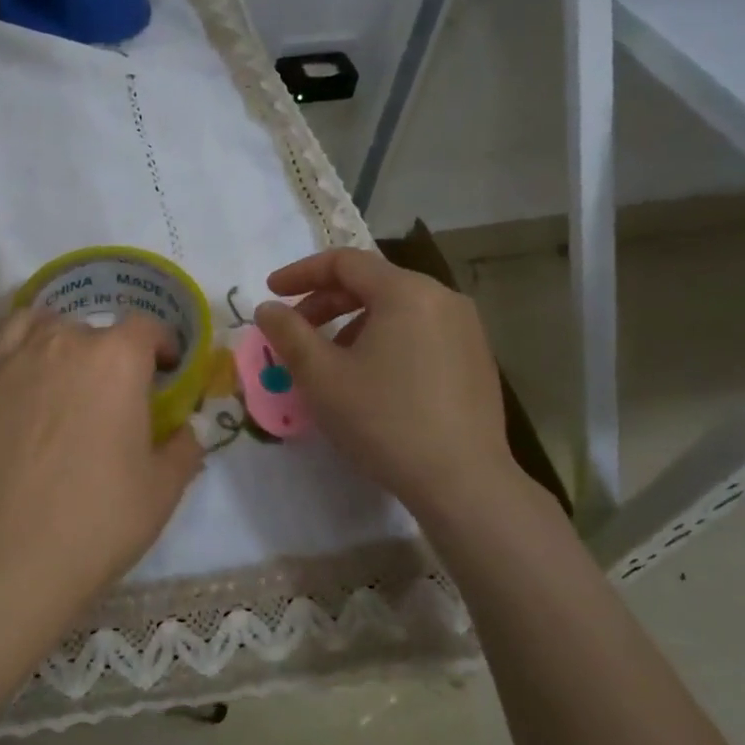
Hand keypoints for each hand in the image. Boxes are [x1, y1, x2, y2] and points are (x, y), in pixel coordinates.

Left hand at [0, 306, 204, 604]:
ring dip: (69, 344)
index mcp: (120, 358)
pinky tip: (30, 371)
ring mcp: (20, 356)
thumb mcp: (165, 486)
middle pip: (98, 331)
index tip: (166, 369)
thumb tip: (188, 428)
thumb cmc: (103, 514)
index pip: (146, 328)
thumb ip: (185, 445)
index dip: (161, 345)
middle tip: (115, 394)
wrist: (19, 547)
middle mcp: (70, 342)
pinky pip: (9, 337)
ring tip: (70, 377)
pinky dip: (26, 343)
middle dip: (114, 354)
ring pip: (51, 327)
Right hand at [253, 248, 517, 519]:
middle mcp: (443, 298)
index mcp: (406, 292)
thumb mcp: (321, 376)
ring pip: (397, 309)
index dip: (301, 273)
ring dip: (354, 323)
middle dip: (325, 302)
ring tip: (331, 361)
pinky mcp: (476, 359)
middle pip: (372, 282)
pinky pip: (420, 332)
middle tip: (295, 331)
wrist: (463, 483)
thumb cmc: (384, 421)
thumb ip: (287, 333)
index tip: (272, 292)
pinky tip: (372, 379)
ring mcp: (466, 329)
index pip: (344, 262)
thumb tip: (267, 308)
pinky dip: (386, 340)